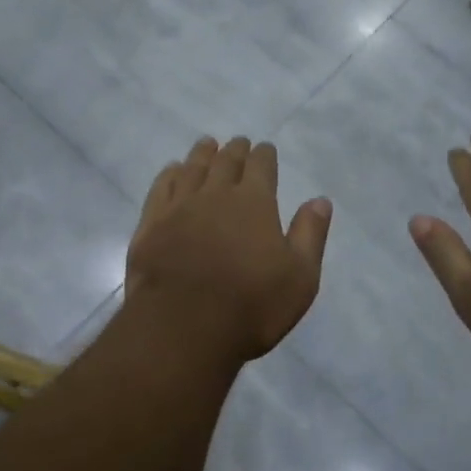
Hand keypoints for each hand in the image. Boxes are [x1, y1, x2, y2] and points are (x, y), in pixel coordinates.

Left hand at [125, 137, 331, 370]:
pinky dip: (169, 174)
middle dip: (235, 150)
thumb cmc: (251, 306)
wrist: (182, 328)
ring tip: (207, 145)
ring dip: (202, 154)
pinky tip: (172, 170)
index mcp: (254, 202)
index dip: (264, 155)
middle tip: (238, 143)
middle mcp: (215, 194)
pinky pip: (161, 187)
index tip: (264, 148)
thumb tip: (320, 200)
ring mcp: (179, 207)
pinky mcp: (150, 225)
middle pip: (226, 162)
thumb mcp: (299, 277)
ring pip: (192, 168)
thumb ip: (309, 234)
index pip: (261, 166)